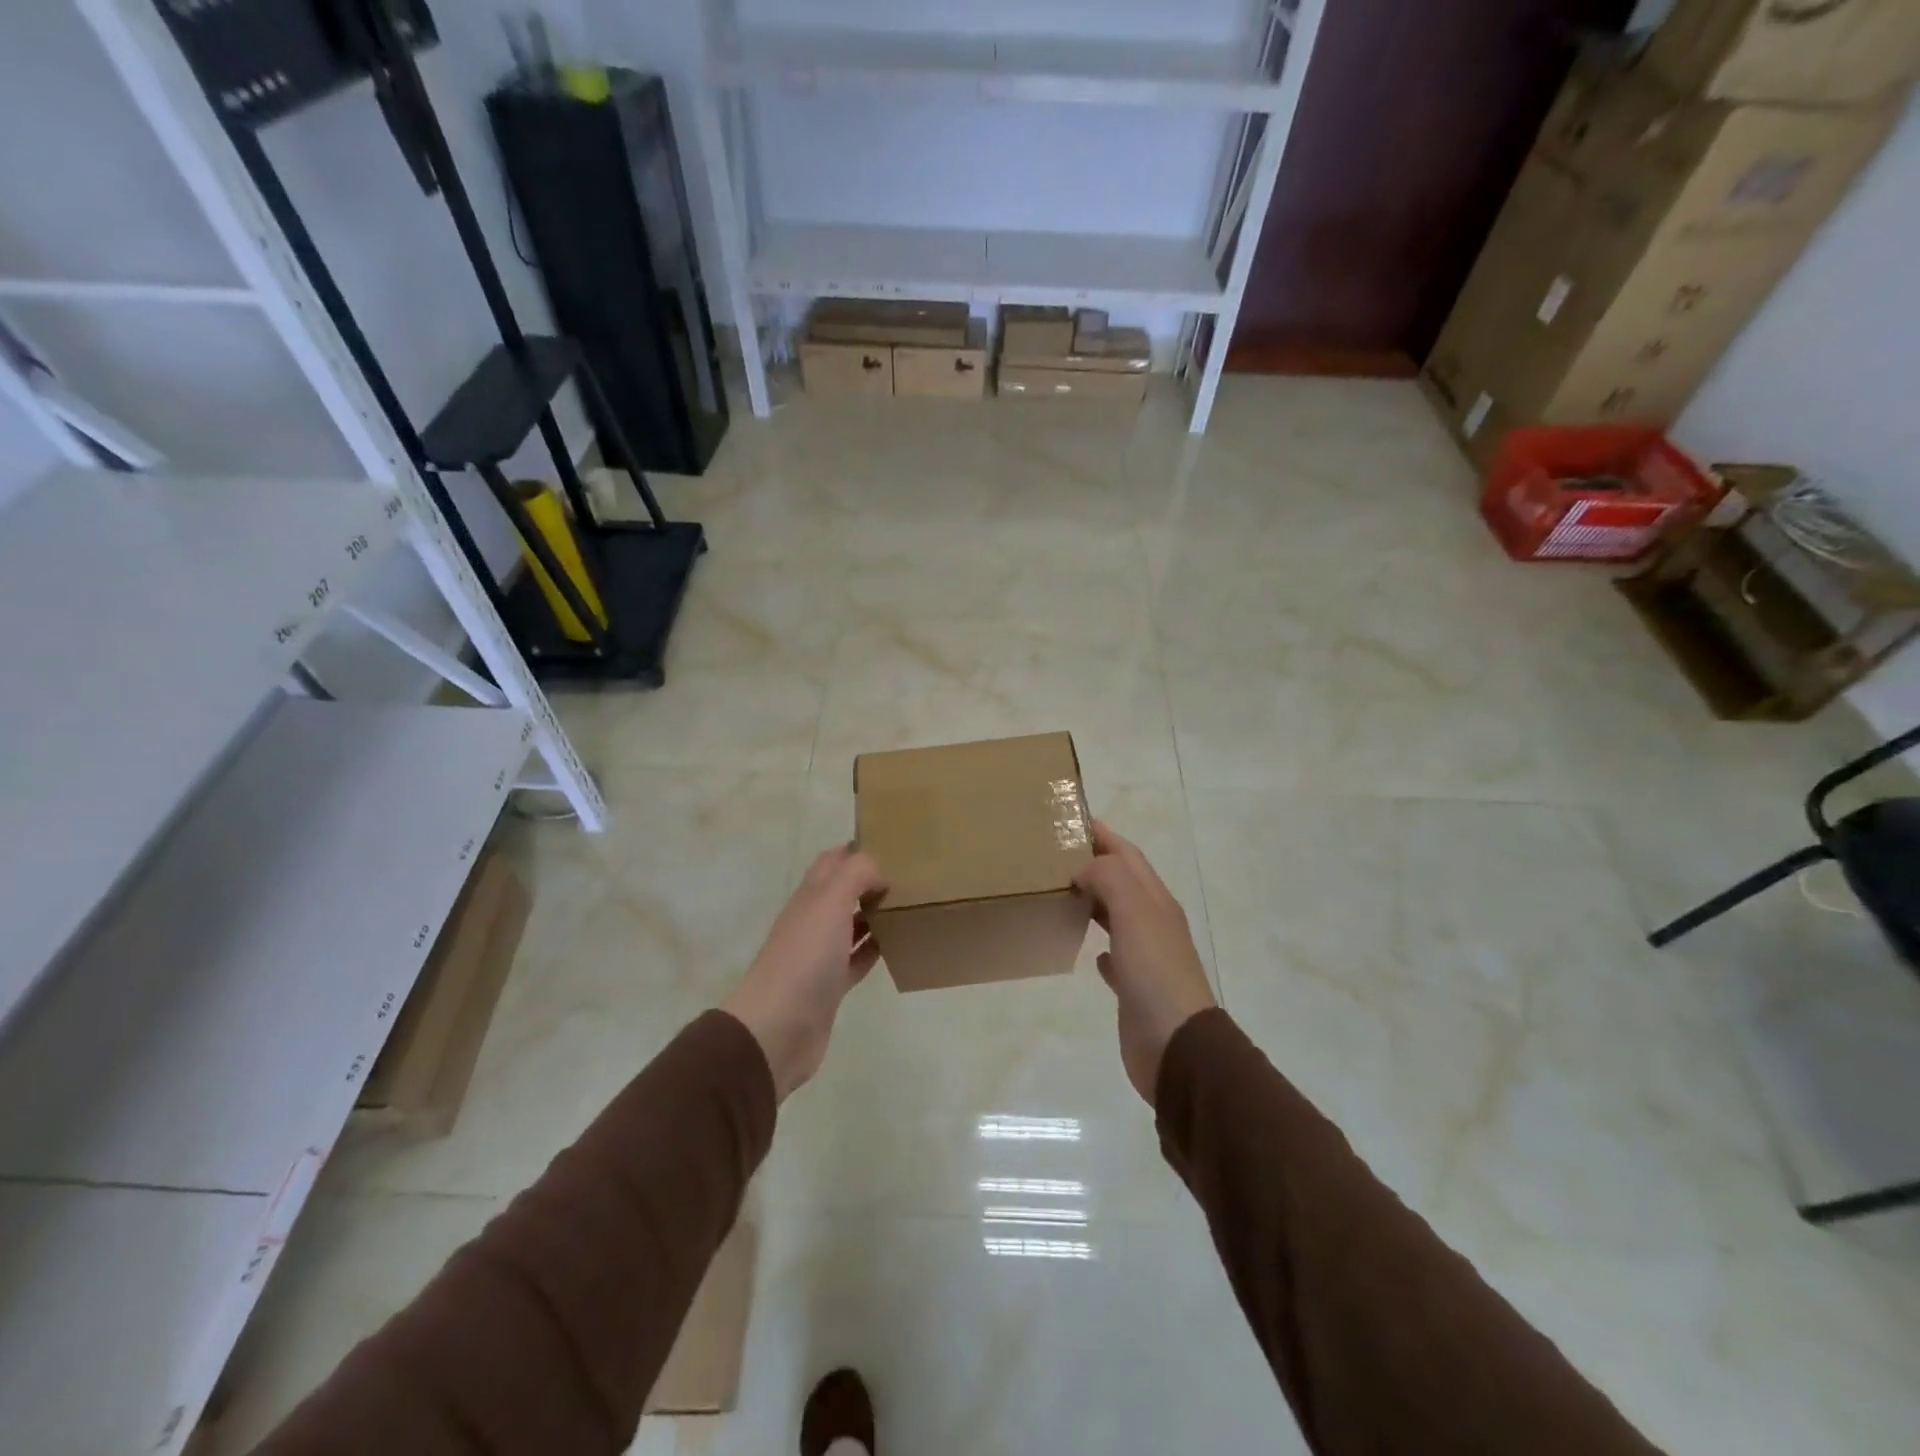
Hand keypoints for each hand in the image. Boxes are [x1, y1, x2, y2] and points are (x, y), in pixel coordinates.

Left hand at [723, 847, 886, 1100]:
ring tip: (909, 907)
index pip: (832, 862)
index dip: (856, 850)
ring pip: (850, 925)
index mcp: (810, 896)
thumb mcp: (830, 901)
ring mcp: (820, 955)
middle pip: (842, 892)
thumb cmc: (805, 957)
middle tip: (908, 877)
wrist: (778, 1027)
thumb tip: (880, 871)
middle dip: (869, 881)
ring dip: (874, 914)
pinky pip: (856, 959)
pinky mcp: (831, 986)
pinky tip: (897, 945)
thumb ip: (856, 874)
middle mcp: (813, 920)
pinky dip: (874, 949)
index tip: (890, 845)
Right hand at [1073, 820, 1215, 1105]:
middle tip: (1054, 855)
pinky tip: (1086, 949)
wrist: (1176, 1045)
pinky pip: (1114, 956)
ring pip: (1116, 915)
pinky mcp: (1133, 987)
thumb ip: (1110, 879)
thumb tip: (1083, 869)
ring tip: (1060, 892)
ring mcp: (1145, 956)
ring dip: (1094, 900)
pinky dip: (1099, 944)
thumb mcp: (1135, 912)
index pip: (1128, 855)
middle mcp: (1153, 922)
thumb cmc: (1155, 972)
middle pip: (1122, 881)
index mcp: (1155, 901)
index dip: (1104, 836)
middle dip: (1094, 863)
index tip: (1071, 820)